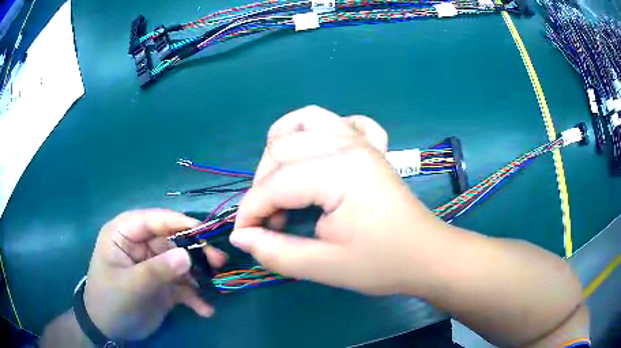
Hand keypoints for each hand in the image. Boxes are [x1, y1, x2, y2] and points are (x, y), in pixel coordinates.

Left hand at [84, 209, 226, 340]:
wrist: (109, 329)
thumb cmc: (110, 301)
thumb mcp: (130, 286)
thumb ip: (157, 270)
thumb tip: (187, 255)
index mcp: (124, 234)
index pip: (152, 219)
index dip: (178, 222)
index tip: (205, 232)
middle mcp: (140, 246)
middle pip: (172, 240)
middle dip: (195, 252)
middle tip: (219, 262)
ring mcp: (153, 265)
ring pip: (181, 263)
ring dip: (199, 275)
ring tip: (216, 288)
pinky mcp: (162, 285)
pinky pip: (182, 286)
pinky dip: (194, 296)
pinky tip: (204, 310)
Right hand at [230, 106, 448, 294]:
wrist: (426, 255)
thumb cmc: (382, 263)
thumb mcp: (324, 266)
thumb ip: (275, 252)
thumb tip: (240, 237)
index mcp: (339, 172)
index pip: (274, 184)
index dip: (250, 211)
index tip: (243, 236)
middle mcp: (347, 144)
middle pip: (282, 148)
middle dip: (263, 185)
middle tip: (270, 221)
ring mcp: (361, 141)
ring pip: (306, 120)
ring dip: (282, 145)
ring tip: (278, 178)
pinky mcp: (371, 146)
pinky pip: (340, 121)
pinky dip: (319, 130)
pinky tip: (317, 151)